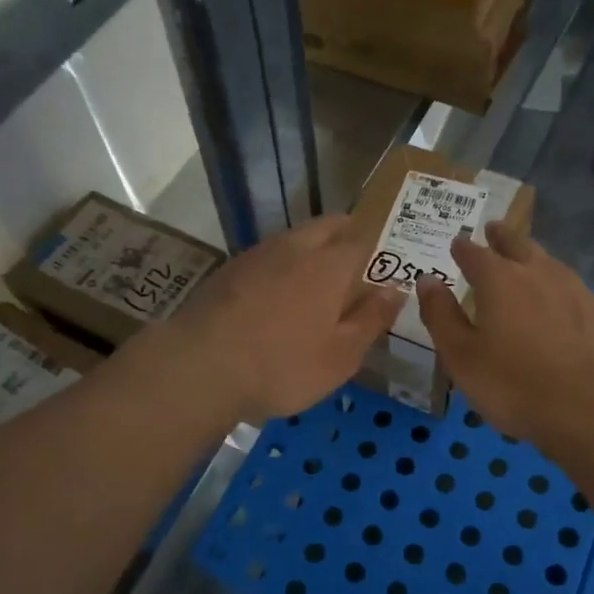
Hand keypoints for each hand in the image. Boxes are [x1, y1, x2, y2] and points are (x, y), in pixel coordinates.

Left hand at [155, 215, 402, 424]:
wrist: (198, 367)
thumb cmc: (281, 366)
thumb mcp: (341, 356)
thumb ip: (372, 319)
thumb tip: (395, 290)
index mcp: (330, 263)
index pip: (364, 237)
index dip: (380, 248)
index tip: (387, 265)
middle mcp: (295, 247)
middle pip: (329, 226)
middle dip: (348, 238)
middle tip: (357, 270)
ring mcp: (258, 254)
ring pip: (297, 238)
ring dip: (314, 250)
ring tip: (319, 284)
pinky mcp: (230, 269)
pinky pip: (269, 256)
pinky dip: (284, 266)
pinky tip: (279, 296)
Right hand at [416, 222, 593, 447]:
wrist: (593, 411)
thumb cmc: (514, 385)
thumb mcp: (461, 356)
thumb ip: (441, 315)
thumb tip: (426, 280)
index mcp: (500, 281)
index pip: (475, 253)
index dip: (463, 248)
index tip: (457, 243)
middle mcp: (539, 274)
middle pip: (518, 243)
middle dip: (502, 236)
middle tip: (494, 229)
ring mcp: (577, 291)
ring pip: (550, 263)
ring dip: (534, 258)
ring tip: (527, 262)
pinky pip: (575, 290)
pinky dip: (560, 289)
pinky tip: (562, 305)